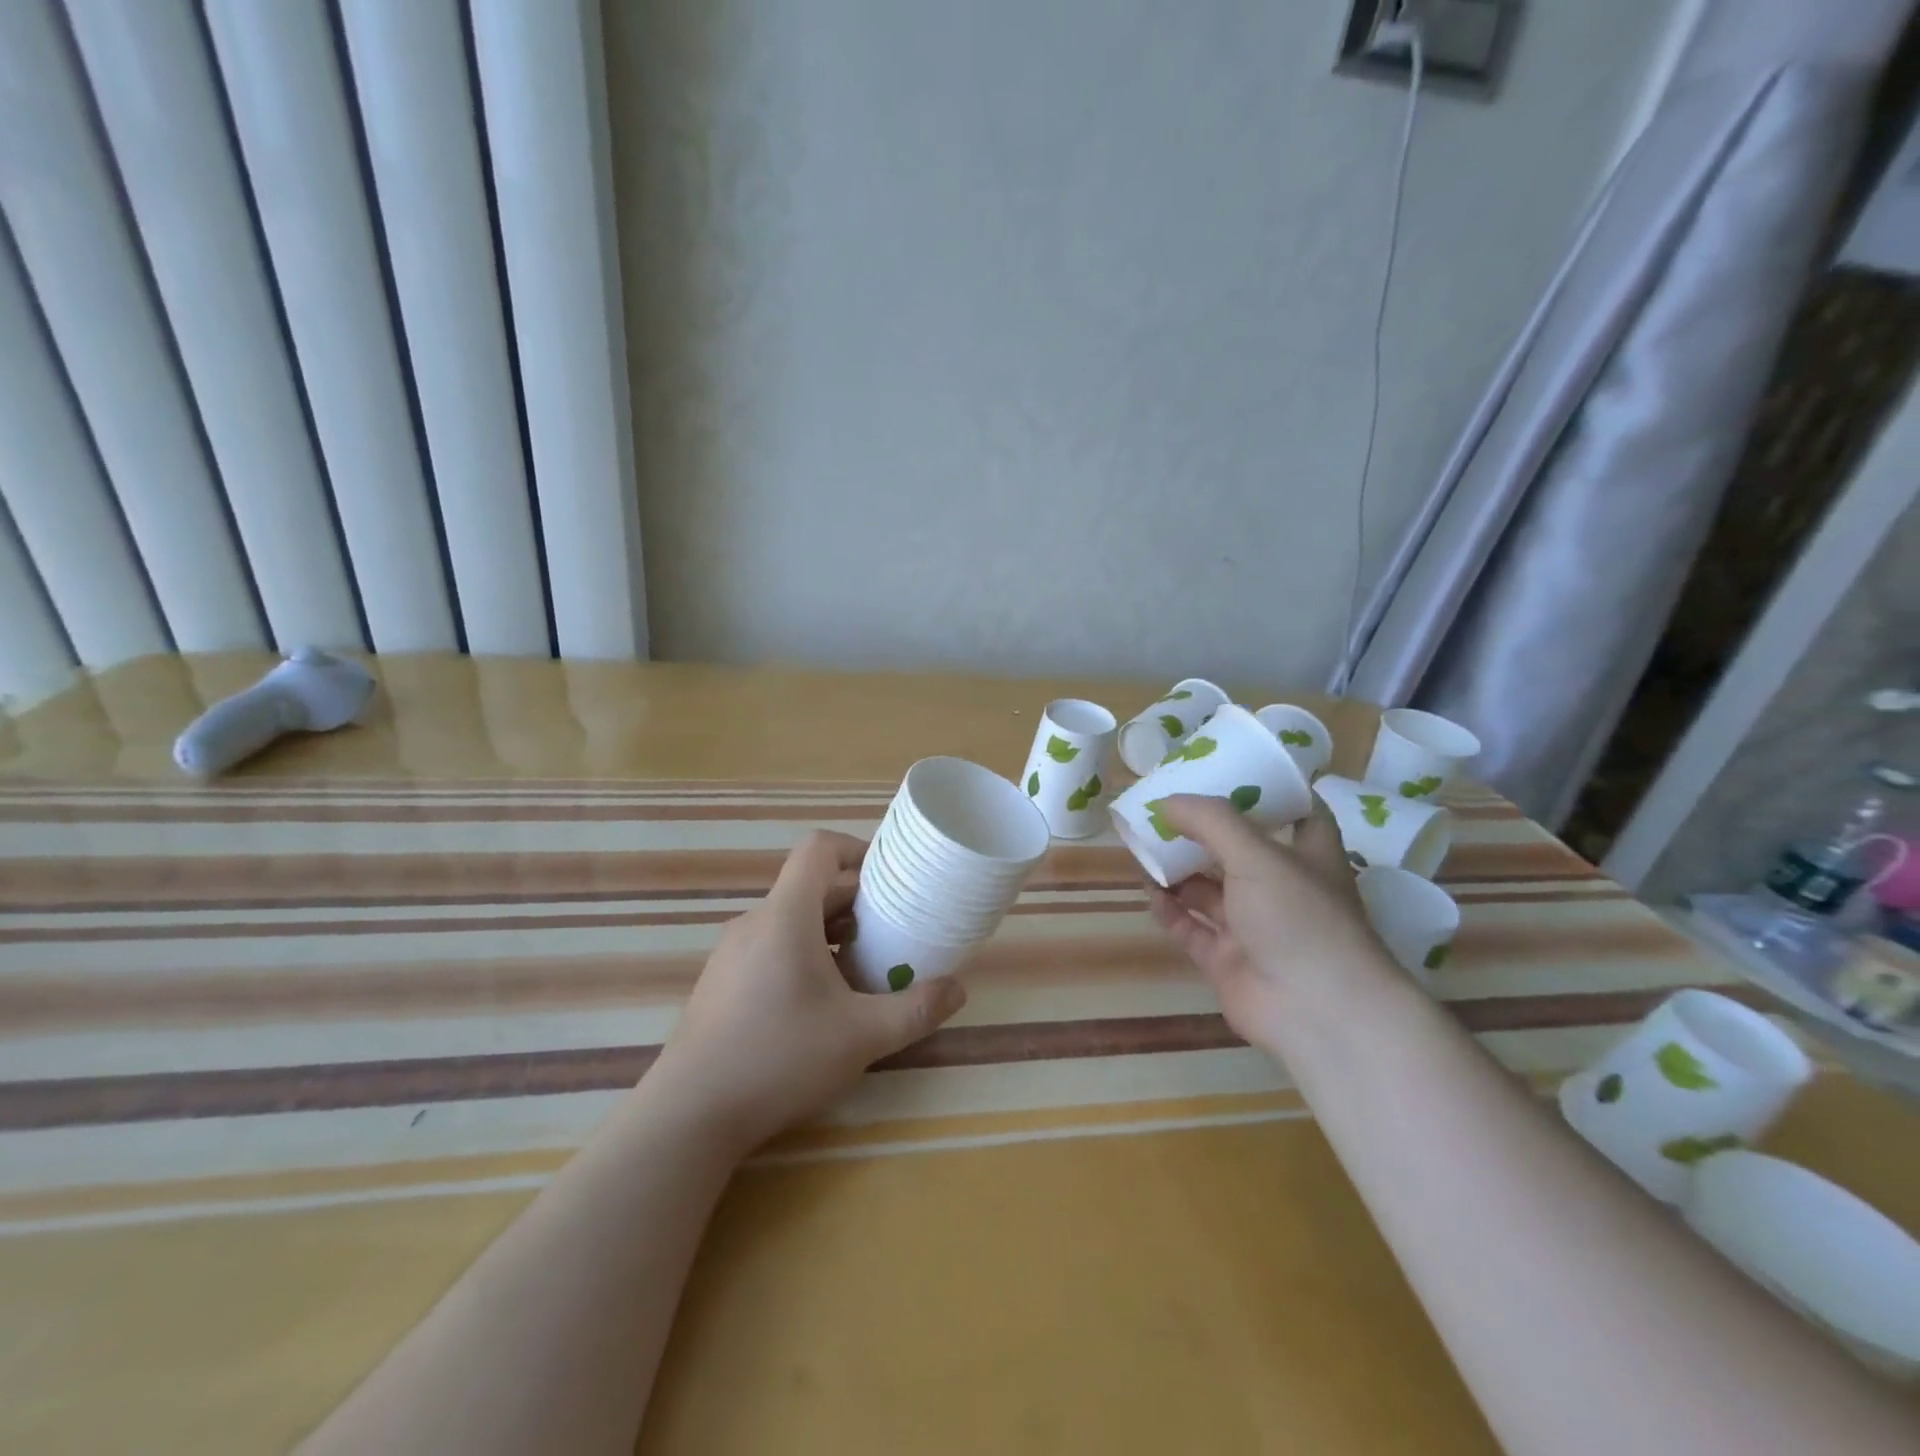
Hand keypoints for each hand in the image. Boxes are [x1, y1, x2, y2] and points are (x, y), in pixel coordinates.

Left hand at [650, 830, 967, 1151]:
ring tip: (863, 968)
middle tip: (893, 931)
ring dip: (831, 931)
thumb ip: (916, 1010)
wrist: (689, 1116)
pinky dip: (803, 953)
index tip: (890, 879)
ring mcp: (732, 953)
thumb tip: (958, 990)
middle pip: (810, 886)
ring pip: (790, 919)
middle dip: (856, 902)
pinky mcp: (721, 982)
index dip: (857, 850)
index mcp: (786, 916)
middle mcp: (755, 922)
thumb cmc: (779, 1058)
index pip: (818, 849)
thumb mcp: (861, 1036)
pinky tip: (820, 1002)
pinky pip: (770, 946)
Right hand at [1144, 795, 1400, 1053]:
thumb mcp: (1257, 856)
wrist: (1316, 1012)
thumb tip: (1166, 801)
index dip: (1266, 791)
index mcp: (1307, 856)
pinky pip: (1192, 928)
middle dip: (1202, 832)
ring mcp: (1253, 927)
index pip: (1296, 813)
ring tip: (1144, 848)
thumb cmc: (1299, 918)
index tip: (1230, 769)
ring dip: (1179, 870)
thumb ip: (1210, 821)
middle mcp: (1282, 889)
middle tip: (1163, 810)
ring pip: (1209, 891)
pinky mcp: (1228, 960)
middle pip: (1238, 851)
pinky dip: (1171, 910)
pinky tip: (1149, 892)